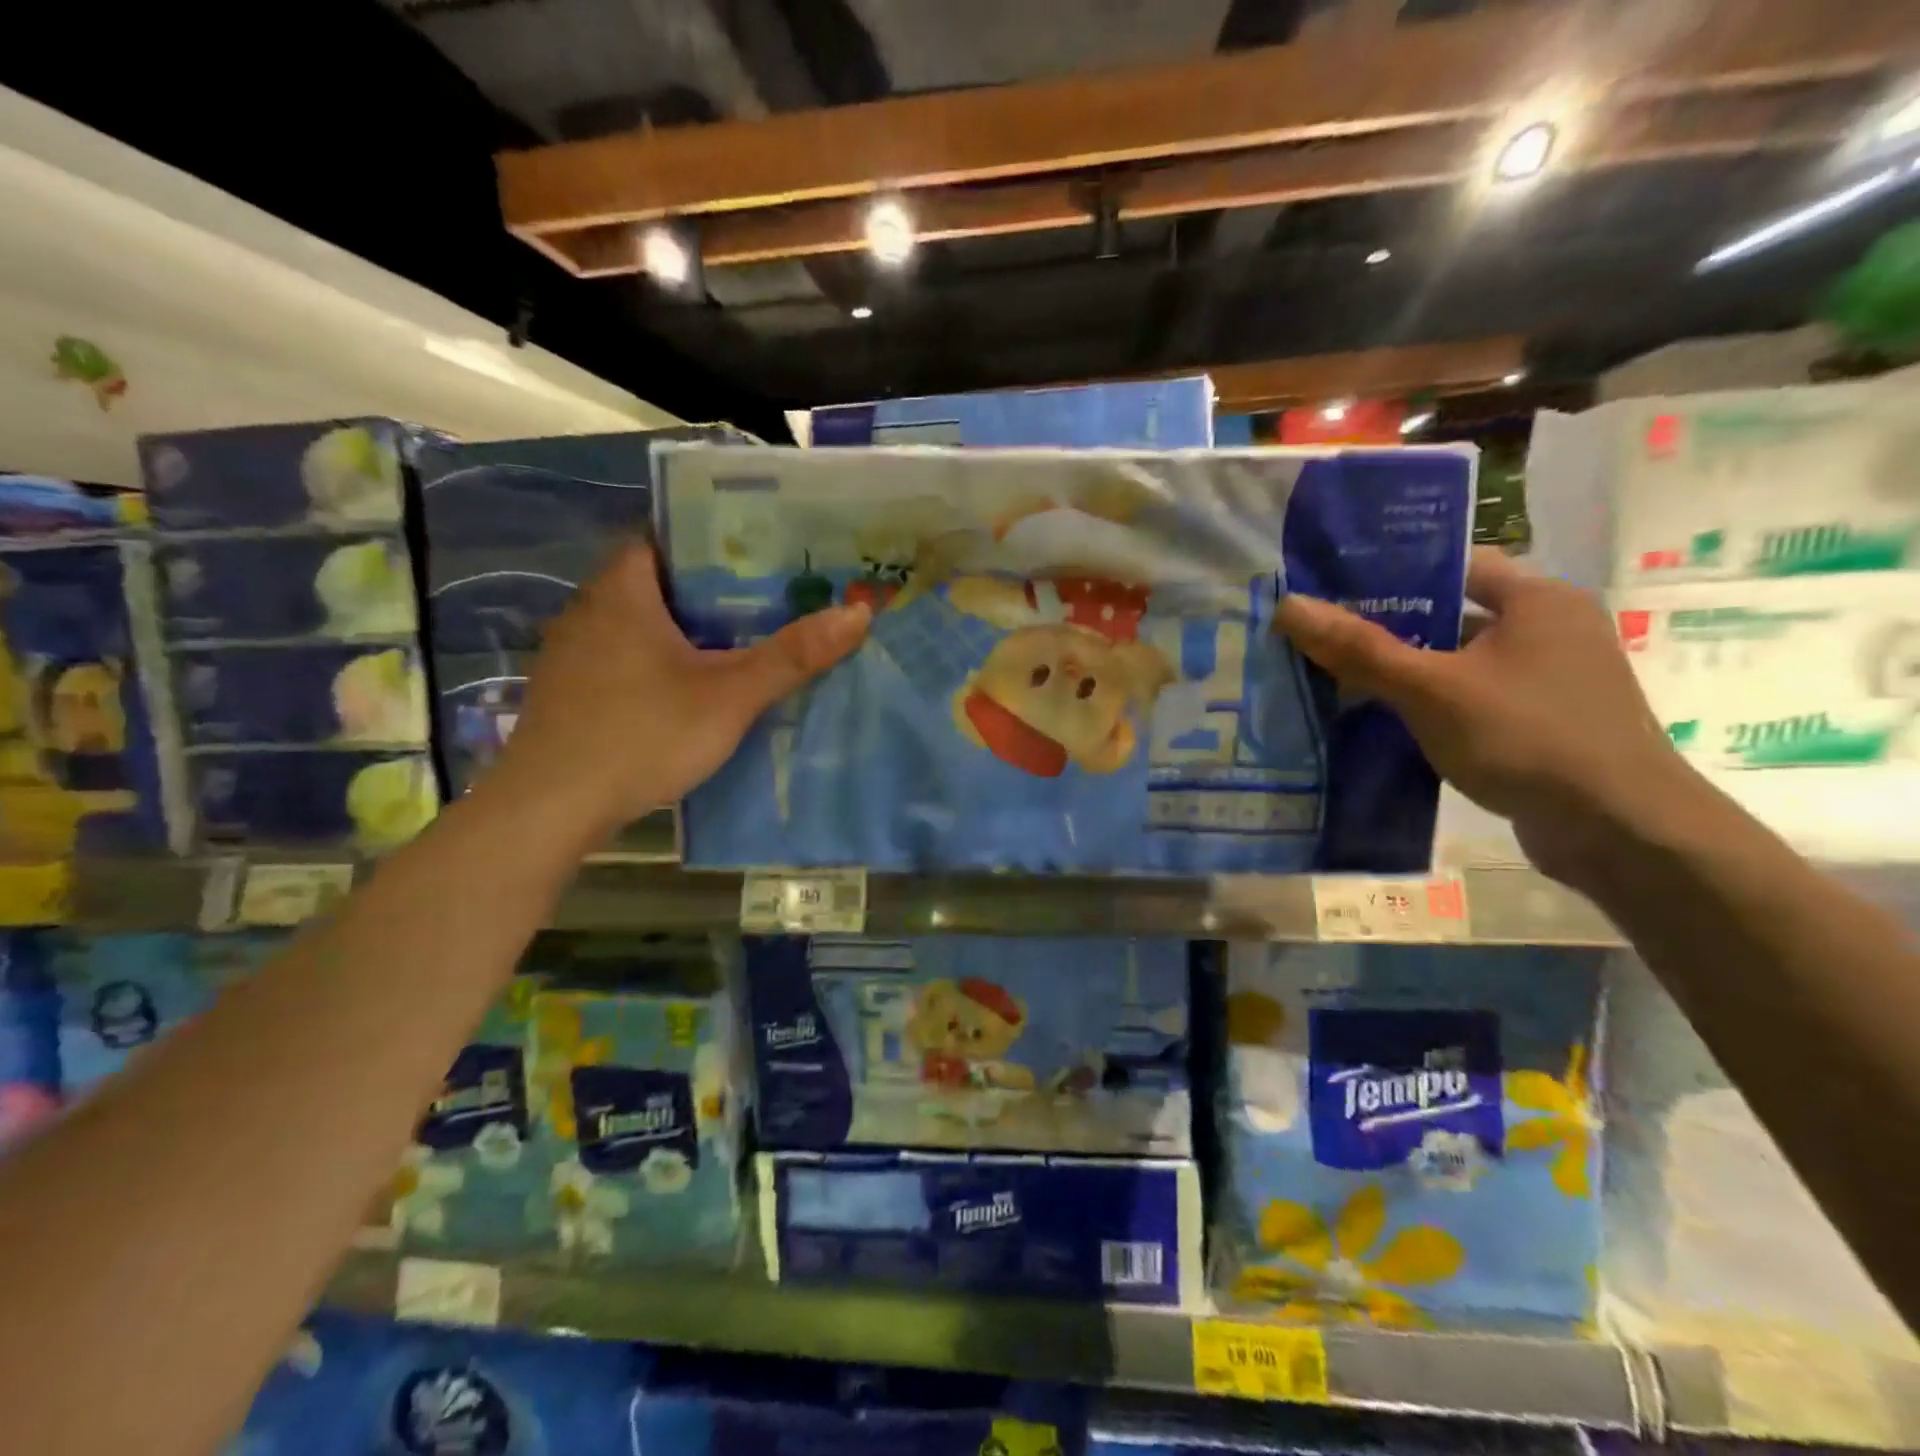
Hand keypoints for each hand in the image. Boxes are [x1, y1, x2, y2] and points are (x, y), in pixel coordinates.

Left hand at [485, 542, 868, 841]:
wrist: (551, 808)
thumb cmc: (642, 735)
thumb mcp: (730, 696)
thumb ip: (793, 655)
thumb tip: (859, 612)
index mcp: (623, 590)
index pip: (665, 534)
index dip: (712, 536)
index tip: (761, 549)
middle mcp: (590, 608)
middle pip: (657, 578)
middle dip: (709, 585)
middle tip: (768, 594)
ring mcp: (574, 650)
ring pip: (639, 620)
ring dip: (683, 625)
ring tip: (740, 636)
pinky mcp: (570, 689)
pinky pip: (624, 653)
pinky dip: (658, 657)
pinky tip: (689, 684)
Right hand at [1274, 548, 1697, 887]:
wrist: (1621, 831)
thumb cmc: (1526, 737)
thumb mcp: (1430, 688)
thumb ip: (1359, 648)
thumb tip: (1289, 605)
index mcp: (1538, 600)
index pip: (1454, 565)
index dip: (1392, 571)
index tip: (1333, 587)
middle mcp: (1552, 629)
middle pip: (1452, 616)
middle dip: (1387, 628)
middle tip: (1322, 636)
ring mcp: (1551, 681)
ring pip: (1459, 663)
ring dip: (1406, 673)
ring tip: (1336, 680)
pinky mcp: (1544, 724)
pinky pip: (1472, 700)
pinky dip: (1430, 707)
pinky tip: (1383, 724)